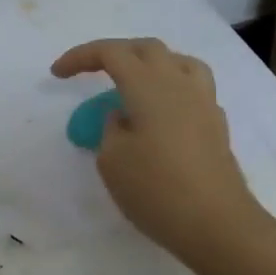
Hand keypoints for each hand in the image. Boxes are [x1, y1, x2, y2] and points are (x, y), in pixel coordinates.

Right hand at [51, 37, 275, 264]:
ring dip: (150, 64)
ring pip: (177, 62)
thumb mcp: (112, 159)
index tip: (57, 73)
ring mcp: (203, 103)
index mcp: (148, 86)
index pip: (110, 53)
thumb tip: (123, 116)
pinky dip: (170, 89)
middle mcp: (178, 84)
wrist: (218, 225)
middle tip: (91, 71)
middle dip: (115, 53)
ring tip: (132, 83)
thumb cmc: (156, 189)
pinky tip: (160, 114)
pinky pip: (192, 89)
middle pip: (146, 49)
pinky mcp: (216, 126)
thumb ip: (111, 128)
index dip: (81, 57)